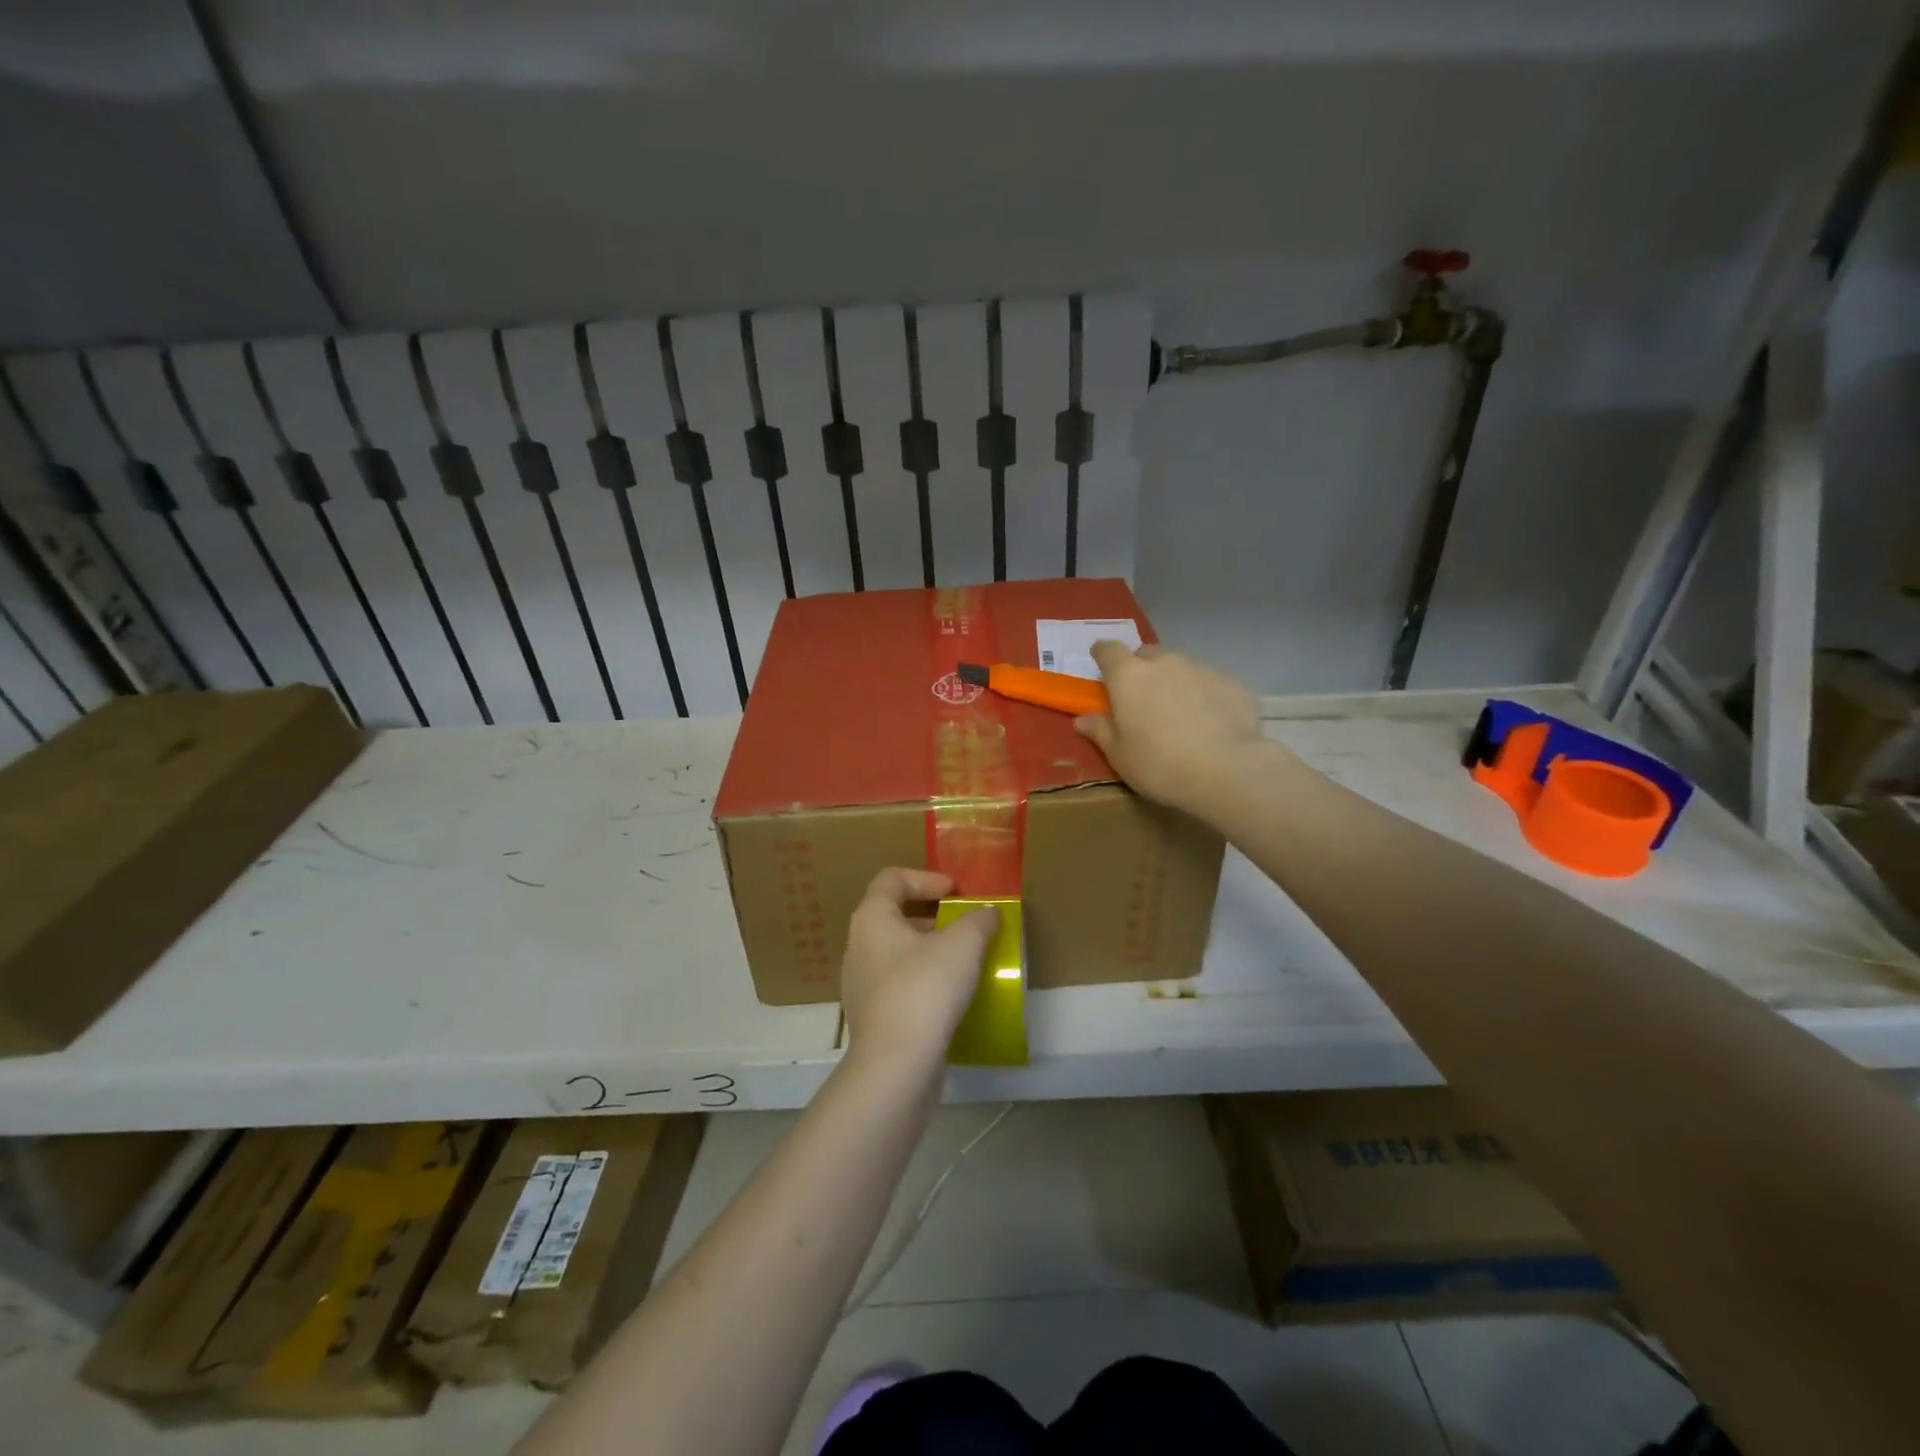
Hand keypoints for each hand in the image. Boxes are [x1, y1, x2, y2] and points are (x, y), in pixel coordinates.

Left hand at [840, 868, 998, 1072]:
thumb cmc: (924, 989)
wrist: (896, 1066)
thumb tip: (987, 913)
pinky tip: (951, 996)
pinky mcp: (872, 1016)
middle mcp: (858, 946)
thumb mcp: (962, 945)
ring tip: (964, 960)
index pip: (892, 879)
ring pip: (897, 952)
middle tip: (964, 925)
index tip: (957, 892)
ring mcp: (861, 984)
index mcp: (871, 918)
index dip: (926, 877)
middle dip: (932, 916)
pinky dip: (924, 979)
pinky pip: (899, 984)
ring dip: (930, 949)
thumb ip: (978, 921)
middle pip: (894, 915)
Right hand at [1074, 641, 1263, 816]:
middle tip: (1141, 697)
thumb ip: (1100, 731)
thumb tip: (1082, 719)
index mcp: (1128, 676)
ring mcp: (1201, 668)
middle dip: (1140, 668)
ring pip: (1180, 666)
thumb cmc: (1158, 764)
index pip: (1108, 650)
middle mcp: (1164, 662)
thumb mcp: (1119, 755)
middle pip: (1146, 654)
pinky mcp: (1232, 682)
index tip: (1100, 663)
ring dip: (1174, 681)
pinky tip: (1211, 722)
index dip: (1102, 654)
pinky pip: (1210, 683)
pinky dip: (1205, 695)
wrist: (1226, 770)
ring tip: (1179, 714)